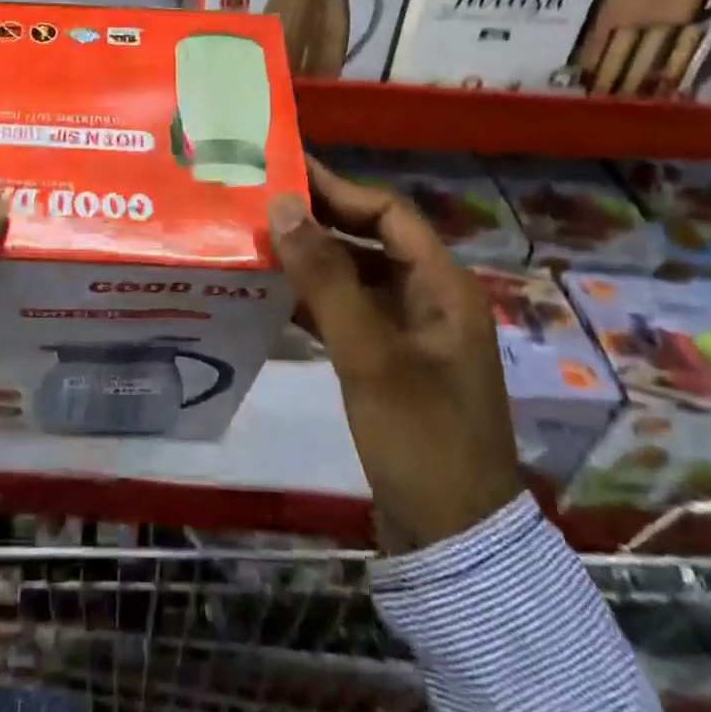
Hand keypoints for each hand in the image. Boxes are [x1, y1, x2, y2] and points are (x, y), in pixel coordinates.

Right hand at [268, 156, 521, 552]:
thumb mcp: (368, 353)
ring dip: (311, 259)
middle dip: (317, 220)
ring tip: (256, 241)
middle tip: (259, 201)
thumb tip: (283, 204)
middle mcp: (429, 298)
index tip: (285, 169)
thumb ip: (324, 276)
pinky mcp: (390, 362)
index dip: (337, 188)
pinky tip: (272, 295)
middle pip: (369, 239)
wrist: (454, 542)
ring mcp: (410, 332)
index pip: (386, 212)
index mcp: (442, 285)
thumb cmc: (420, 437)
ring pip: (355, 276)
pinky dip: (314, 299)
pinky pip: (349, 312)